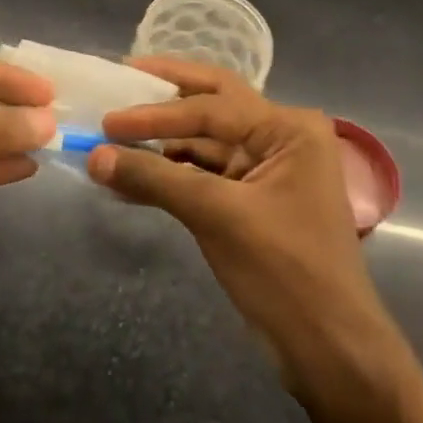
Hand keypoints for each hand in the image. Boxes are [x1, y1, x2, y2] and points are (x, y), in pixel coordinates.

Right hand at [86, 58, 386, 366]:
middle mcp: (281, 138)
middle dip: (167, 93)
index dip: (155, 112)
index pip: (212, 106)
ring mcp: (267, 170)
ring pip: (205, 142)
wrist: (329, 348)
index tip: (107, 120)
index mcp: (289, 129)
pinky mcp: (251, 201)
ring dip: (162, 142)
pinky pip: (204, 175)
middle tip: (122, 75)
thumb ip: (155, 179)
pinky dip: (170, 174)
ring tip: (113, 135)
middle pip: (214, 104)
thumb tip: (94, 156)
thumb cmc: (284, 271)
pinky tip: (132, 177)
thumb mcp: (217, 216)